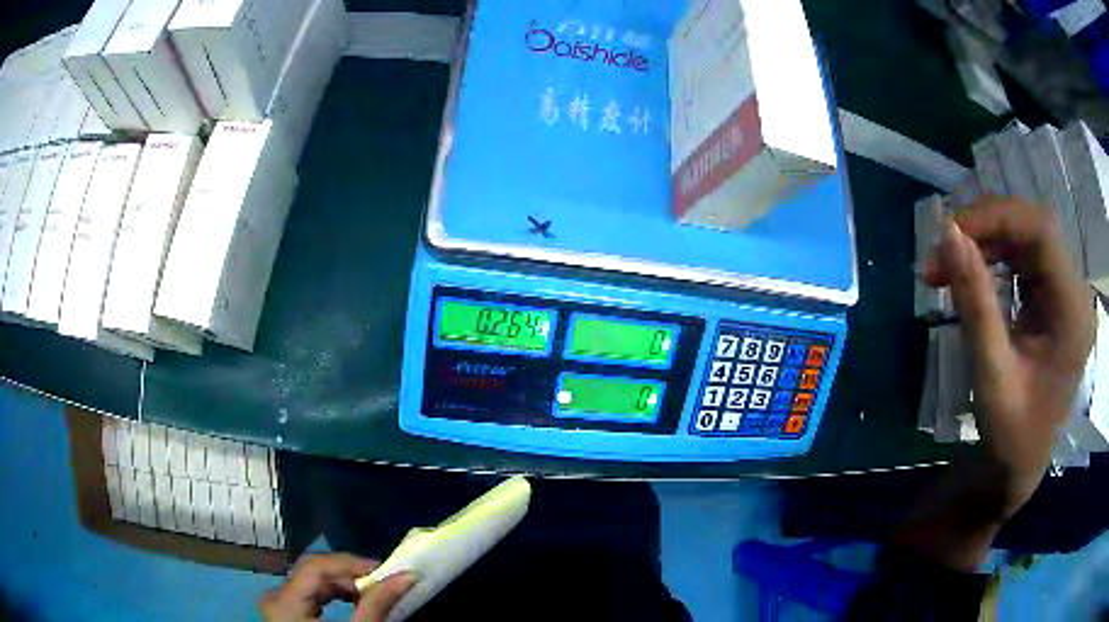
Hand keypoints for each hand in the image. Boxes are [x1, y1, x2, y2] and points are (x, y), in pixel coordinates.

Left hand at [260, 553, 416, 621]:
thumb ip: (377, 605)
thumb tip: (405, 576)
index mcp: (284, 601)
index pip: (316, 566)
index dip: (352, 564)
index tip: (386, 571)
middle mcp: (276, 597)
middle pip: (315, 573)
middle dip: (353, 576)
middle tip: (385, 583)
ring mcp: (279, 605)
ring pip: (314, 582)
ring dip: (347, 586)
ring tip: (374, 594)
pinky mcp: (287, 612)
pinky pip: (312, 594)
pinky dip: (336, 595)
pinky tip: (355, 602)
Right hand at [922, 197, 1094, 515]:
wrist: (1017, 468)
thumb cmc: (1011, 435)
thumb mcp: (992, 375)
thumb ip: (976, 303)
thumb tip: (947, 233)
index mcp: (1072, 311)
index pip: (1041, 231)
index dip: (996, 218)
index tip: (949, 233)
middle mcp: (1073, 292)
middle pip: (1032, 229)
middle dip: (984, 231)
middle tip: (940, 254)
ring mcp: (1063, 294)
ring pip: (1024, 239)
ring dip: (983, 243)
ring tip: (945, 268)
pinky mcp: (1051, 300)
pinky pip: (1021, 259)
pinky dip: (991, 259)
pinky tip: (969, 276)